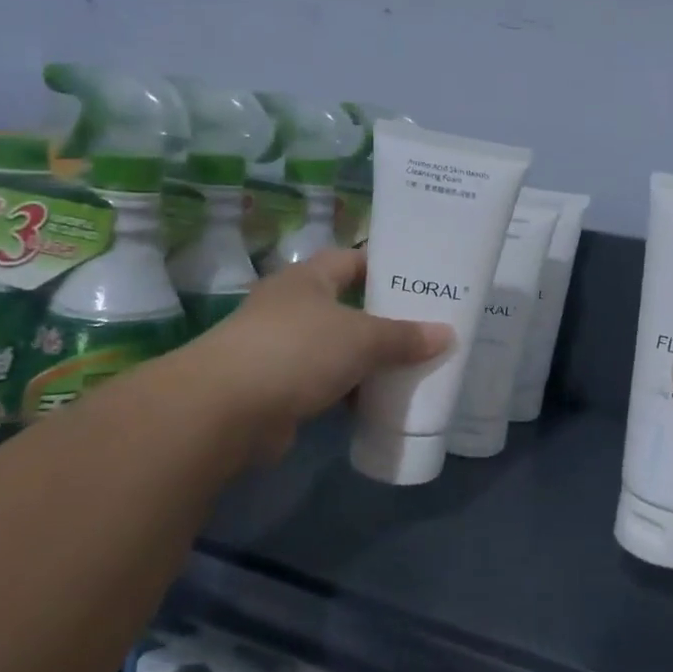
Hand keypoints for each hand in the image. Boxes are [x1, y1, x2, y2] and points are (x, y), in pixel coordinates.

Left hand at [204, 249, 449, 462]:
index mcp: (307, 279)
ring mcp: (282, 349)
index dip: (385, 266)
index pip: (352, 260)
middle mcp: (292, 308)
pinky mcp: (279, 388)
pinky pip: (327, 383)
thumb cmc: (297, 351)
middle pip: (348, 307)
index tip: (421, 278)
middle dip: (385, 319)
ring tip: (414, 365)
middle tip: (428, 326)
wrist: (226, 410)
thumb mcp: (362, 338)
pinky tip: (380, 401)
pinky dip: (351, 391)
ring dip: (369, 360)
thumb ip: (405, 336)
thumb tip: (447, 335)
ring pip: (338, 349)